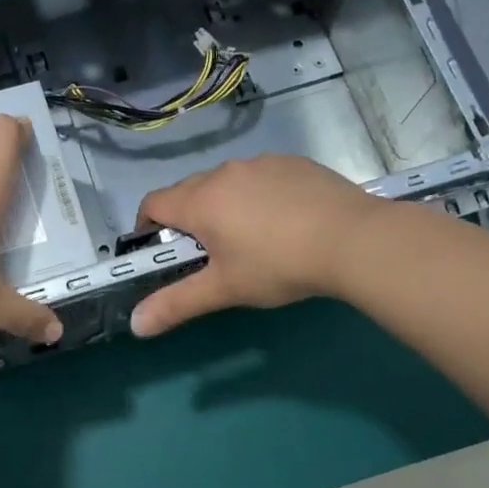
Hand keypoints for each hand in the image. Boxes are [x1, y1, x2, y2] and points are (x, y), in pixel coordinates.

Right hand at [128, 156, 379, 337]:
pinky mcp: (292, 162)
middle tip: (207, 253)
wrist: (354, 239)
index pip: (153, 203)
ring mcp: (260, 163)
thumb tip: (135, 325)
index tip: (158, 250)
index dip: (146, 226)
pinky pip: (259, 177)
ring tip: (250, 238)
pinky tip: (284, 221)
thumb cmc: (278, 265)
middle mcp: (224, 173)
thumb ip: (176, 304)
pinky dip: (258, 195)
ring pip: (226, 182)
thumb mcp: (224, 289)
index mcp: (200, 201)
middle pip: (188, 191)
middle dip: (186, 219)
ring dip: (223, 205)